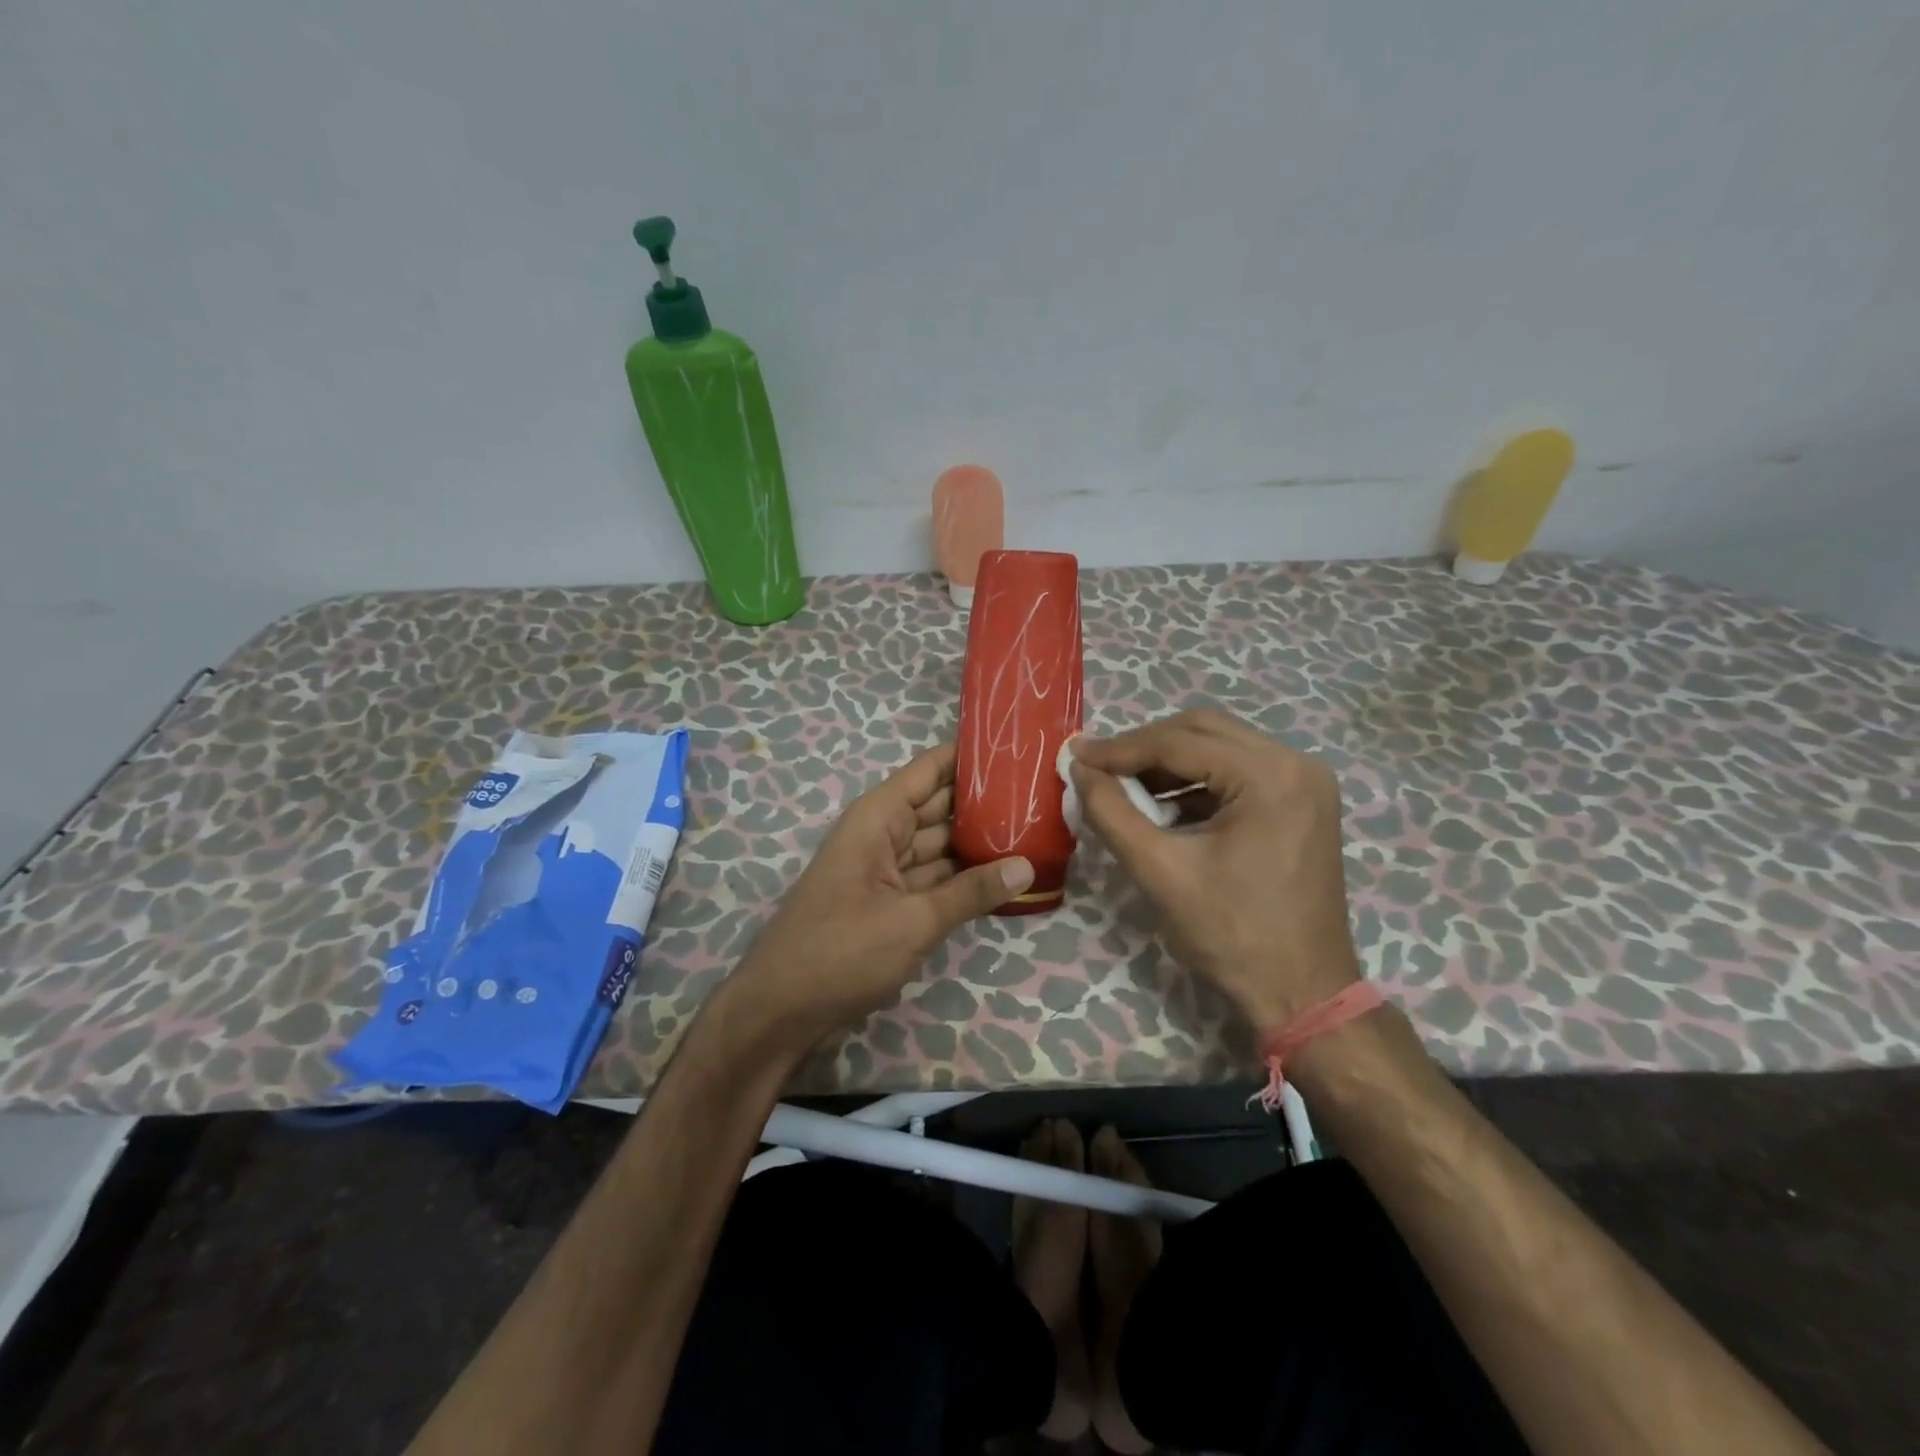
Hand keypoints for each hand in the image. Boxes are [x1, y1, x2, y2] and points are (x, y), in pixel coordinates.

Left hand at [730, 742, 1033, 1050]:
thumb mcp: (913, 921)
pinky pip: (935, 877)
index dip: (970, 755)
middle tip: (1043, 792)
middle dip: (985, 800)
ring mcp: (887, 870)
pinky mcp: (891, 902)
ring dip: (980, 841)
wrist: (781, 1011)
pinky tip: (1006, 874)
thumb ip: (971, 892)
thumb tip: (1027, 866)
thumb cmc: (841, 951)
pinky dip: (964, 877)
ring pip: (941, 844)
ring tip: (1036, 828)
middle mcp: (883, 834)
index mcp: (879, 818)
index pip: (931, 769)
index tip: (1018, 746)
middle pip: (941, 805)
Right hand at [1069, 709, 1359, 1029]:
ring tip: (1122, 785)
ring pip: (1220, 747)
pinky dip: (1196, 781)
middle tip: (1097, 766)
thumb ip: (1111, 812)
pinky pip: (1238, 771)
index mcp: (1270, 776)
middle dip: (1145, 746)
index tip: (1074, 755)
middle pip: (1204, 730)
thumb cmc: (1231, 935)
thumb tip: (1079, 768)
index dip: (1120, 748)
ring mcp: (1305, 782)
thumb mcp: (1159, 871)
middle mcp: (1296, 763)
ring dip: (1169, 762)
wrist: (1302, 994)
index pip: (1180, 742)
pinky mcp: (1302, 802)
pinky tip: (1163, 806)